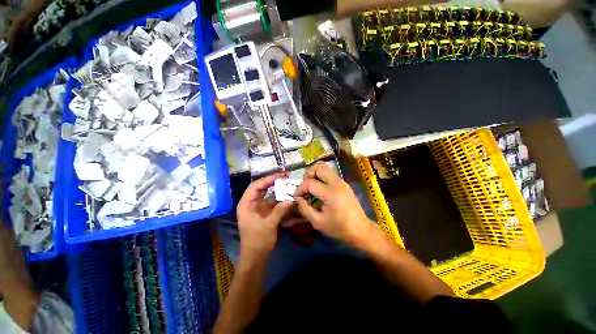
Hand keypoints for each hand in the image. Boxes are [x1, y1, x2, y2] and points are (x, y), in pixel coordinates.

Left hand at [237, 174, 293, 258]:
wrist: (255, 257)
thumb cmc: (257, 241)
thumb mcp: (268, 225)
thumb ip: (279, 211)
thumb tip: (290, 200)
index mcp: (246, 204)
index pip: (255, 186)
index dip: (267, 179)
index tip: (279, 176)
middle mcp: (251, 203)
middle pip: (261, 188)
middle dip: (273, 182)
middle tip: (285, 177)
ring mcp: (258, 208)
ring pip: (268, 194)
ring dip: (277, 190)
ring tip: (288, 184)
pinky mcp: (264, 212)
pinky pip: (272, 202)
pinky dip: (280, 199)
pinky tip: (288, 196)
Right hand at [294, 162, 375, 246]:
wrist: (361, 230)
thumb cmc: (340, 228)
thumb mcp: (318, 222)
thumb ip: (305, 209)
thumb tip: (298, 198)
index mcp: (331, 193)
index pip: (310, 183)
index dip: (300, 189)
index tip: (296, 197)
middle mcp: (337, 183)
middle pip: (318, 167)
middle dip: (307, 174)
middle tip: (304, 187)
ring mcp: (342, 181)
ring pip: (324, 168)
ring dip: (314, 174)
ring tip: (310, 187)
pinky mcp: (344, 183)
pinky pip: (329, 174)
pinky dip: (320, 177)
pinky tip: (318, 190)